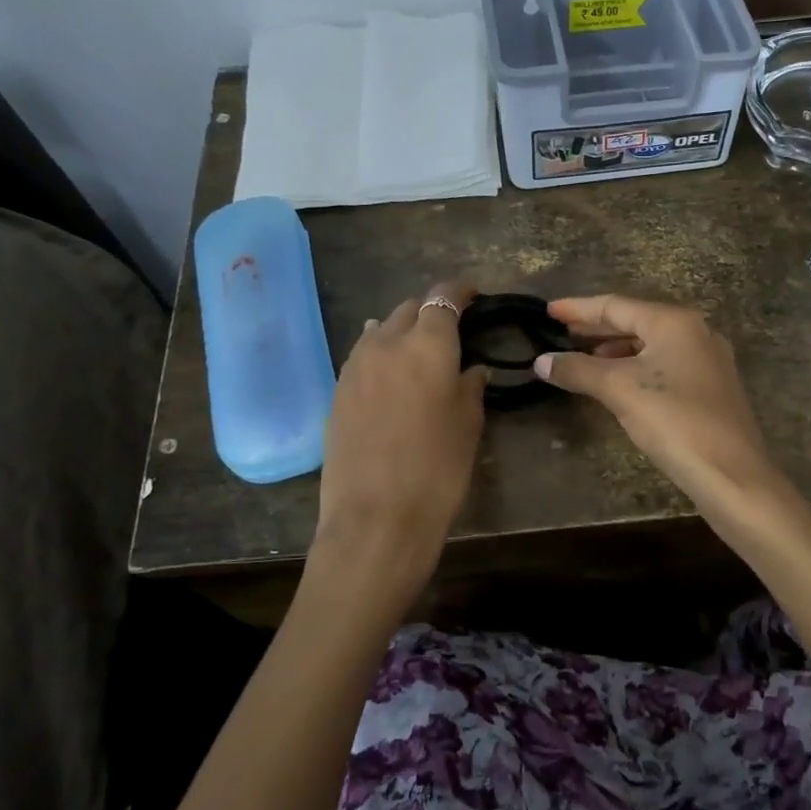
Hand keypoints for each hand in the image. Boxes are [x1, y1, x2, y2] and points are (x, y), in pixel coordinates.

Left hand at [313, 283, 486, 608]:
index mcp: (428, 345)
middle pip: (409, 309)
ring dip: (402, 331)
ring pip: (381, 330)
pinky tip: (390, 373)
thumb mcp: (468, 425)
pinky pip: (362, 355)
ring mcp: (355, 365)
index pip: (443, 298)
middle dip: (430, 311)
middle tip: (450, 330)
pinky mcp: (337, 390)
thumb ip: (470, 386)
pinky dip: (381, 354)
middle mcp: (387, 343)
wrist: (375, 518)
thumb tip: (471, 368)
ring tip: (418, 350)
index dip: (459, 291)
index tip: (473, 293)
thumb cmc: (438, 470)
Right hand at [537, 295, 780, 512]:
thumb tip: (541, 361)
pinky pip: (664, 365)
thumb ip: (578, 370)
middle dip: (596, 328)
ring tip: (583, 360)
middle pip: (635, 322)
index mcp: (674, 322)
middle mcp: (695, 331)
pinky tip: (618, 384)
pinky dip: (635, 367)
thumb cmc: (674, 420)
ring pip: (651, 345)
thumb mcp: (619, 390)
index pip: (616, 305)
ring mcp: (707, 360)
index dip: (578, 308)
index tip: (548, 310)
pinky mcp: (712, 388)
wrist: (731, 474)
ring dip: (615, 350)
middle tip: (561, 333)